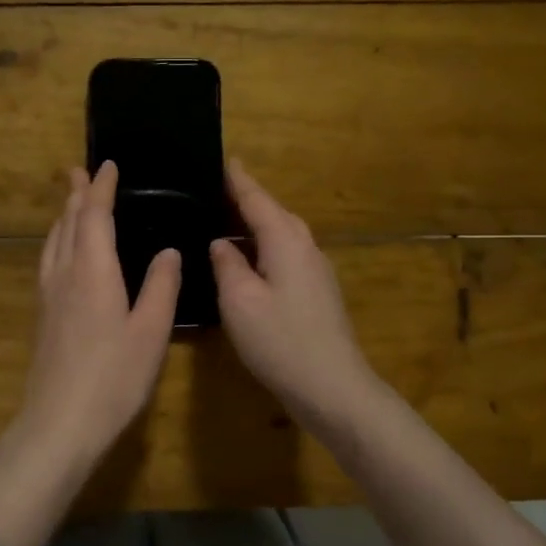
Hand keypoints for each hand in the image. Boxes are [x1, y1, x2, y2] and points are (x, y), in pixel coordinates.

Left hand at [11, 161, 181, 471]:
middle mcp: (64, 274)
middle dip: (76, 195)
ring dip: (64, 216)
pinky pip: (49, 261)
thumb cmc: (113, 378)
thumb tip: (169, 250)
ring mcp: (48, 296)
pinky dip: (58, 242)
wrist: (59, 423)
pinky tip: (62, 255)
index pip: (94, 216)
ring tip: (71, 204)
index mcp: (93, 270)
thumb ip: (161, 287)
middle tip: (81, 171)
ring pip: (53, 242)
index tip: (107, 165)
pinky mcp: (43, 316)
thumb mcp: (150, 332)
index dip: (101, 188)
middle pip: (67, 223)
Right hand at [210, 159, 381, 427]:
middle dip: (246, 200)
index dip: (237, 179)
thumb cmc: (281, 340)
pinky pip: (285, 256)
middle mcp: (305, 248)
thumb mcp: (240, 300)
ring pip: (281, 236)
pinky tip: (246, 263)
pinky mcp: (316, 294)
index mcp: (285, 241)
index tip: (222, 158)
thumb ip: (227, 265)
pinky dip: (263, 250)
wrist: (332, 387)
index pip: (256, 198)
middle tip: (214, 192)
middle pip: (273, 213)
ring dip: (254, 226)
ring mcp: (315, 272)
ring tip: (223, 224)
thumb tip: (221, 243)